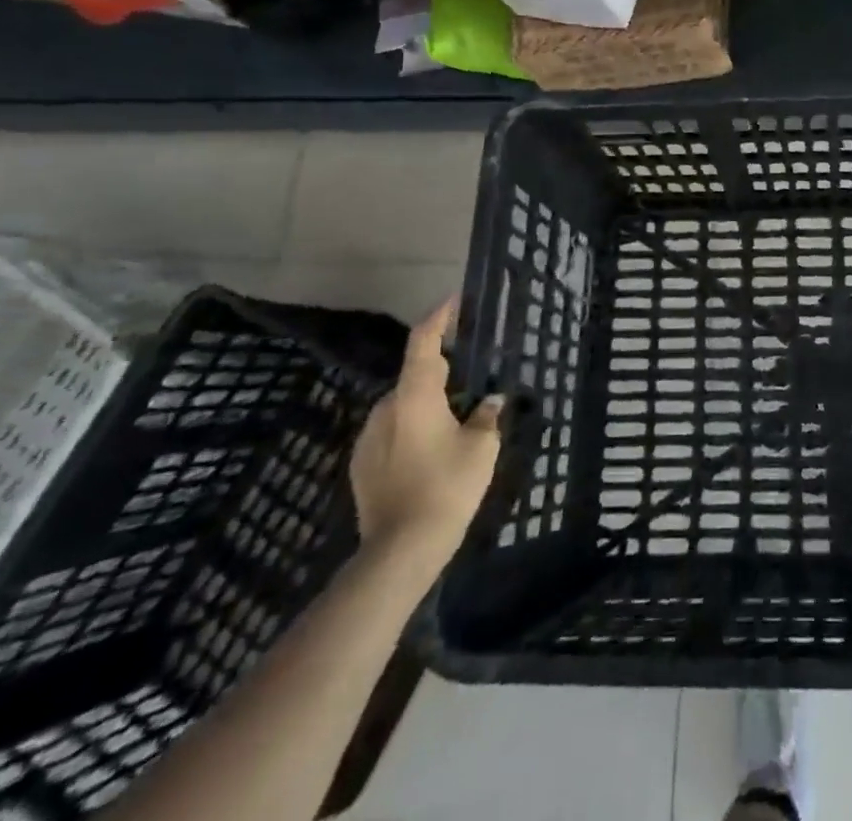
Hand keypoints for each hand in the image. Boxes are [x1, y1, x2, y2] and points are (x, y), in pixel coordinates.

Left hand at [350, 297, 502, 560]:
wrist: (398, 551)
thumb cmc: (447, 486)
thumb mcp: (481, 447)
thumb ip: (487, 416)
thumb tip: (490, 401)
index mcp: (414, 395)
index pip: (423, 341)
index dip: (439, 317)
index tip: (455, 301)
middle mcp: (385, 408)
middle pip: (414, 375)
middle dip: (440, 369)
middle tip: (470, 374)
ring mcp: (368, 438)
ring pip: (403, 405)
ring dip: (427, 402)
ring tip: (455, 417)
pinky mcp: (361, 466)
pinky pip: (392, 431)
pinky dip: (413, 428)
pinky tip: (432, 450)